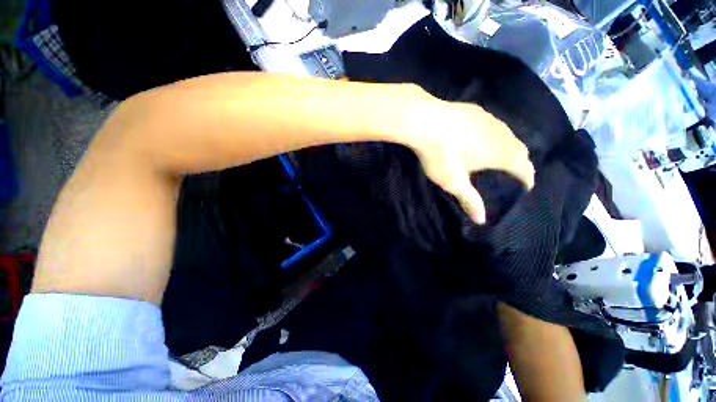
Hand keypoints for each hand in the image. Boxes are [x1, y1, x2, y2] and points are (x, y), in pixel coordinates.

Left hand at [406, 101, 534, 223]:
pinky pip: (493, 124)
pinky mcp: (476, 110)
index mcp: (502, 154)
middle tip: (513, 172)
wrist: (425, 121)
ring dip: (508, 145)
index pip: (524, 167)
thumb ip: (469, 199)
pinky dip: (494, 133)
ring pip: (508, 134)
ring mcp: (490, 119)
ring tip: (499, 155)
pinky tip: (482, 136)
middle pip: (520, 149)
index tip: (527, 185)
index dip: (528, 177)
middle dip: (520, 162)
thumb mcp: (454, 181)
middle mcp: (503, 134)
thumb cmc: (441, 155)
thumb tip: (482, 220)